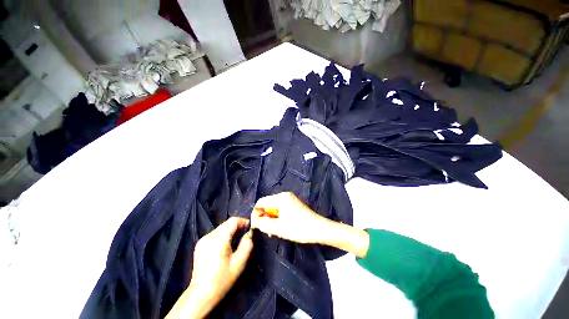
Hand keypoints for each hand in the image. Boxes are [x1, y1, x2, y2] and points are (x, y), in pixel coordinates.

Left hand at [166, 217, 252, 318]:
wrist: (201, 294)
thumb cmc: (222, 279)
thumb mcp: (239, 263)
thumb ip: (247, 245)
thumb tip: (249, 233)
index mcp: (219, 240)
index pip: (232, 221)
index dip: (243, 221)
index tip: (249, 226)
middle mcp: (209, 236)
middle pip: (226, 223)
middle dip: (237, 226)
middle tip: (244, 234)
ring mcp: (203, 240)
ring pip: (221, 228)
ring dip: (230, 230)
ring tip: (236, 240)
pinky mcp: (200, 244)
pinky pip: (215, 233)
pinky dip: (223, 235)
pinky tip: (225, 245)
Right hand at [252, 192, 368, 257]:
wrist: (319, 229)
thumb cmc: (298, 228)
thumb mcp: (278, 228)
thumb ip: (263, 224)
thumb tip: (253, 221)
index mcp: (281, 197)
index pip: (261, 202)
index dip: (256, 213)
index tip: (256, 225)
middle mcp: (284, 195)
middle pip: (267, 204)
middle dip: (264, 216)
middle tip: (265, 230)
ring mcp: (290, 199)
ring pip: (274, 207)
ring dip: (270, 218)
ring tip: (272, 231)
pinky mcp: (293, 204)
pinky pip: (280, 208)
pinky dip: (277, 217)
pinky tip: (279, 226)